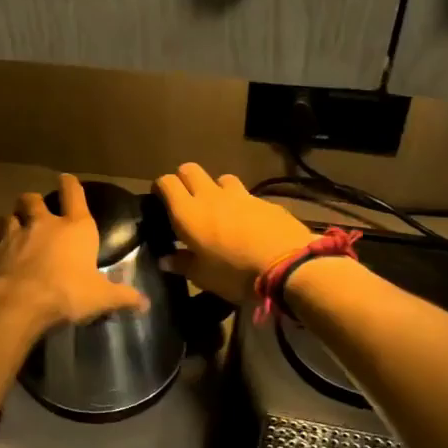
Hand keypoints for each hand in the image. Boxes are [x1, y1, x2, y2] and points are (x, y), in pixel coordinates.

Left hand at [0, 174, 149, 330]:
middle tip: (34, 206)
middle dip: (34, 202)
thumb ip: (123, 297)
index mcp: (75, 229)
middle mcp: (43, 224)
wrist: (18, 303)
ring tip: (11, 220)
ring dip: (11, 216)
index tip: (67, 179)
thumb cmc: (66, 295)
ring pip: (9, 215)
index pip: (75, 196)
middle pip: (34, 201)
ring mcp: (13, 234)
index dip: (72, 186)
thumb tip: (146, 303)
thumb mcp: (101, 298)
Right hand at [153, 163, 313, 305]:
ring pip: (220, 178)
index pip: (167, 182)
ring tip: (218, 209)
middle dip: (184, 180)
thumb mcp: (203, 277)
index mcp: (188, 212)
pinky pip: (246, 195)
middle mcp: (210, 196)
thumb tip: (165, 259)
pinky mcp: (264, 200)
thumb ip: (182, 264)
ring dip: (215, 188)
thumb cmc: (235, 274)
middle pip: (190, 170)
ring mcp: (240, 195)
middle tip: (185, 201)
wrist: (287, 266)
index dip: (160, 187)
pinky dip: (241, 204)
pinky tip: (247, 223)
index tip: (159, 200)